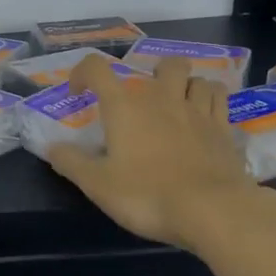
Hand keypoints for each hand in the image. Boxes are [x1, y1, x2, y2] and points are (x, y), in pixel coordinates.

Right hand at [46, 53, 256, 252]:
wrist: (212, 211)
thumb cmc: (146, 195)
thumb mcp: (96, 184)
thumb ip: (70, 162)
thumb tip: (51, 147)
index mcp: (124, 107)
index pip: (97, 68)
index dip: (83, 73)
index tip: (79, 94)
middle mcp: (162, 99)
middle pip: (165, 64)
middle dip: (153, 73)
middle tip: (145, 99)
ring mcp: (198, 112)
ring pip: (198, 79)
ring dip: (186, 86)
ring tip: (178, 105)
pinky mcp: (224, 130)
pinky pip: (220, 100)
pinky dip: (211, 101)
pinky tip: (204, 118)